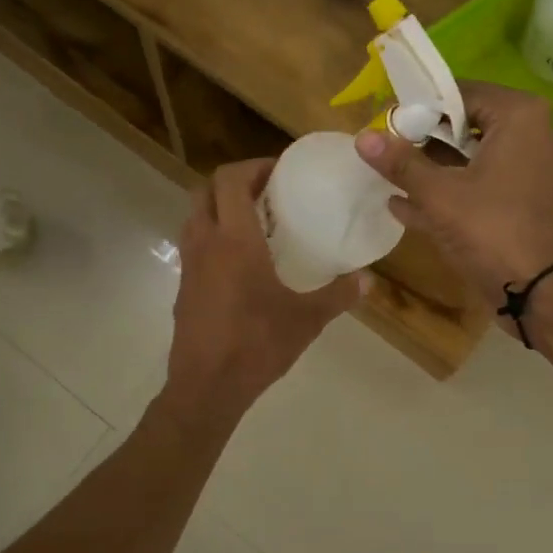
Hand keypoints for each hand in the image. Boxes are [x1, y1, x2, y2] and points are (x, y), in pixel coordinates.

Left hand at [165, 159, 361, 416]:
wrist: (207, 386)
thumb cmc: (256, 344)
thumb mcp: (307, 319)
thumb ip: (339, 295)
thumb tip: (369, 280)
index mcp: (234, 240)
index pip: (230, 180)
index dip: (252, 166)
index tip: (279, 170)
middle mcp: (205, 242)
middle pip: (205, 190)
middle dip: (233, 182)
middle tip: (266, 191)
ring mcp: (189, 265)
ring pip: (195, 216)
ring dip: (219, 207)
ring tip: (253, 222)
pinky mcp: (183, 287)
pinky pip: (193, 244)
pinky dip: (212, 236)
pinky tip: (239, 261)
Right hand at [356, 82, 552, 308]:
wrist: (544, 293)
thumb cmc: (492, 231)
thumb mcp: (438, 195)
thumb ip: (400, 163)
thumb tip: (361, 137)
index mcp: (519, 117)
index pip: (460, 92)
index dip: (420, 106)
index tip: (387, 122)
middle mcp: (534, 135)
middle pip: (467, 125)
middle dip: (424, 139)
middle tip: (387, 149)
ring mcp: (533, 171)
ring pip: (473, 159)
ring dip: (433, 168)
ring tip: (391, 177)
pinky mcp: (527, 202)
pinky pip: (483, 186)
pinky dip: (451, 192)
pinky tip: (406, 206)